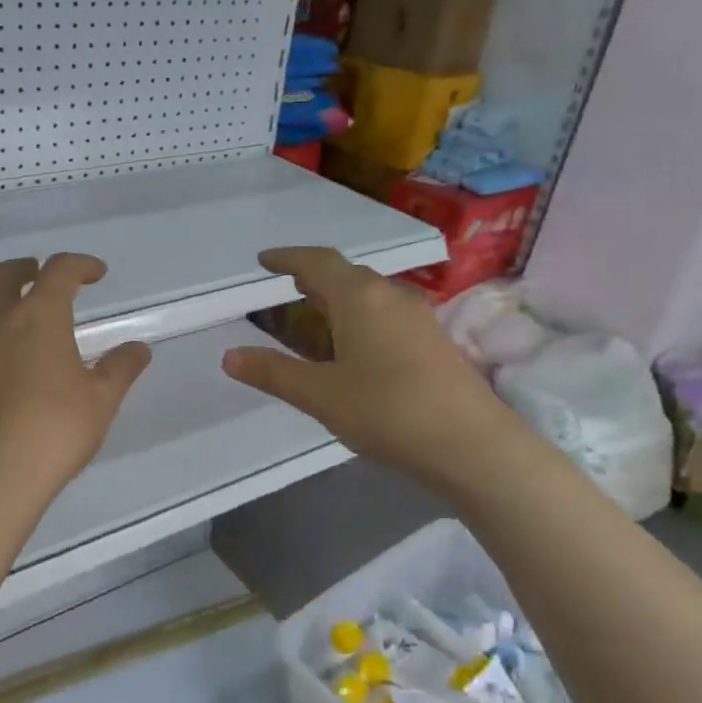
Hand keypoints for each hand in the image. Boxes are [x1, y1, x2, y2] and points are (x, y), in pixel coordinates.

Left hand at [0, 254, 151, 505]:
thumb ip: (120, 370)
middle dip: (24, 269)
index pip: (59, 271)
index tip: (95, 273)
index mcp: (38, 317)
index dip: (80, 265)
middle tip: (38, 277)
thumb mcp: (100, 402)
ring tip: (0, 310)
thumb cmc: (53, 433)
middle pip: (1, 274)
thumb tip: (139, 349)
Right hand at [222, 247, 504, 487]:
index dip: (287, 258)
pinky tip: (356, 343)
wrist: (472, 444)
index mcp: (359, 298)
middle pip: (346, 274)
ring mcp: (417, 318)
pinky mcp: (433, 342)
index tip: (264, 260)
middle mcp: (390, 296)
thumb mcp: (320, 395)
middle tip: (288, 284)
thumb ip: (273, 373)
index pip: (317, 263)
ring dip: (339, 296)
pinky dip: (360, 316)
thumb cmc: (387, 411)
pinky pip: (386, 314)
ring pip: (370, 294)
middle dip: (314, 275)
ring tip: (317, 311)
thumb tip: (229, 356)